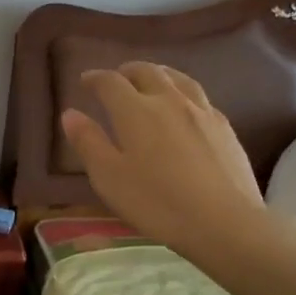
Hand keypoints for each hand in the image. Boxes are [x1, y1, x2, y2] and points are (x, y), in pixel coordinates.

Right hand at [60, 62, 295, 266]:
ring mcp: (201, 111)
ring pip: (177, 78)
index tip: (85, 81)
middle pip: (146, 72)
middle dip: (127, 71)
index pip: (110, 82)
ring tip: (151, 80)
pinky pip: (199, 96)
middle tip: (117, 79)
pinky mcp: (224, 127)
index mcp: (135, 110)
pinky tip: (184, 106)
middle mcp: (168, 100)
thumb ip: (88, 142)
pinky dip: (183, 92)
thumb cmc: (157, 203)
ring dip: (158, 74)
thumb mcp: (109, 178)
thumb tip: (71, 113)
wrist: (225, 222)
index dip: (95, 78)